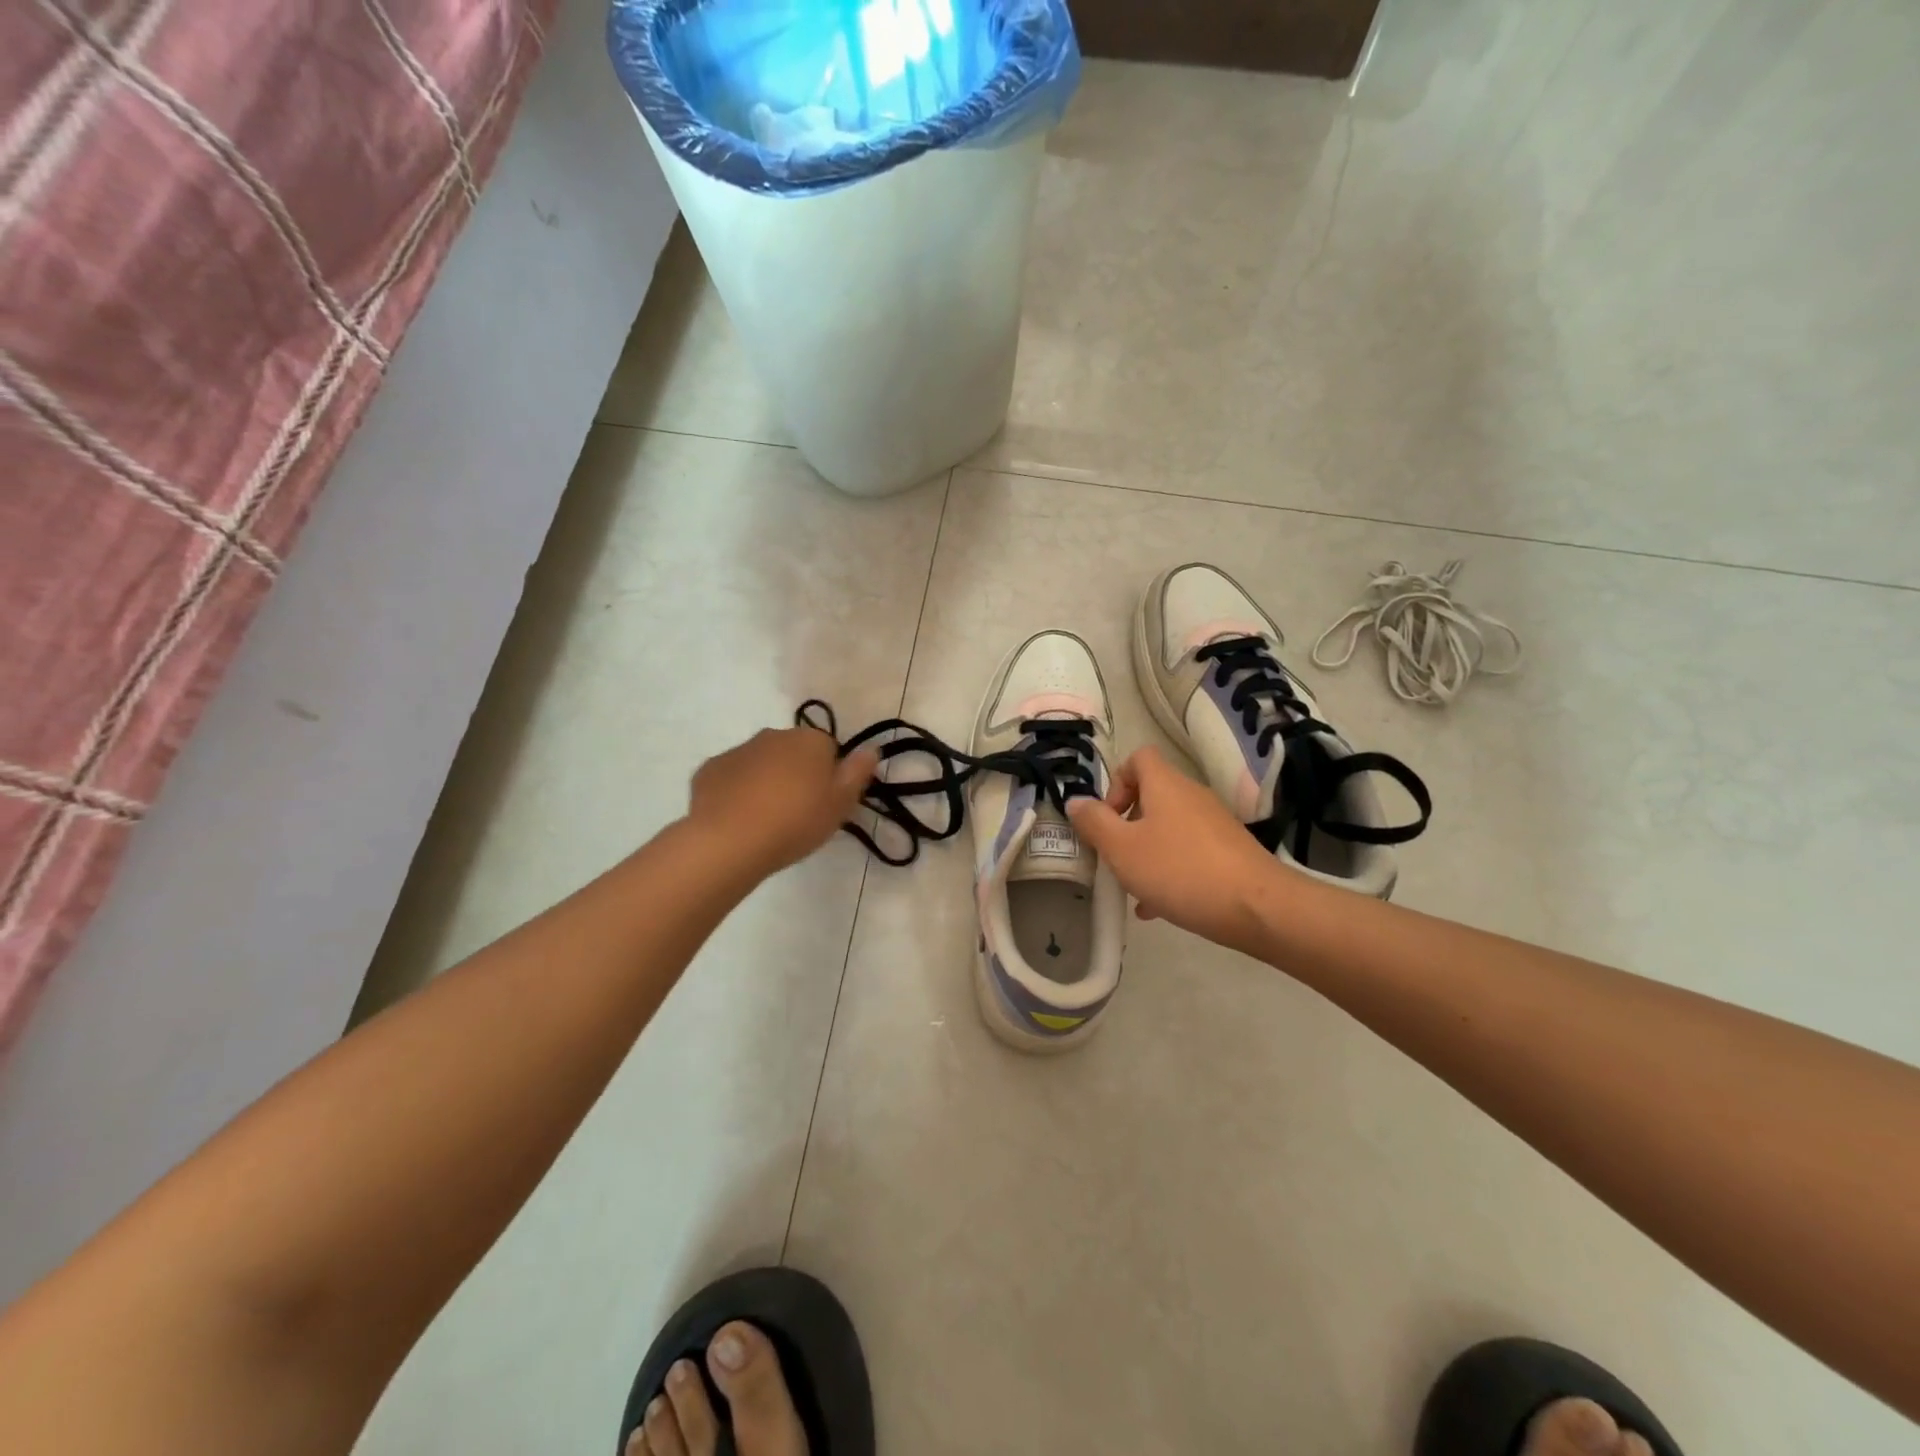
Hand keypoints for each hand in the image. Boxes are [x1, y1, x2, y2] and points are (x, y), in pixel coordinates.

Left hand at [688, 725, 878, 878]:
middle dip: (797, 774)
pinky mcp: (709, 769)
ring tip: (766, 820)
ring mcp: (738, 750)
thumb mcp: (841, 804)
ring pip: (761, 763)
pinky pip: (731, 777)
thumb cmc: (795, 821)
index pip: (829, 749)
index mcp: (810, 740)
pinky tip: (738, 819)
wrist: (729, 840)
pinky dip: (736, 792)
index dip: (830, 776)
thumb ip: (858, 772)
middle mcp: (774, 735)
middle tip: (798, 813)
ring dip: (766, 782)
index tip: (825, 803)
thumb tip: (871, 749)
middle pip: (793, 752)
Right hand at [1066, 746, 1289, 954]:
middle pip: (1151, 795)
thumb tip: (1075, 801)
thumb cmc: (1180, 871)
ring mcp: (1214, 824)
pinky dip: (1169, 871)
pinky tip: (1157, 908)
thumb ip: (1094, 823)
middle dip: (1126, 825)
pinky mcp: (1229, 852)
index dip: (1115, 782)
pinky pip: (1188, 852)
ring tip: (1132, 888)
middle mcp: (1191, 795)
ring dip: (1145, 852)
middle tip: (1115, 856)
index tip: (1107, 818)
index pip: (1137, 758)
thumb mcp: (1122, 849)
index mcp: (1165, 785)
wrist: (1258, 908)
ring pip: (1168, 828)